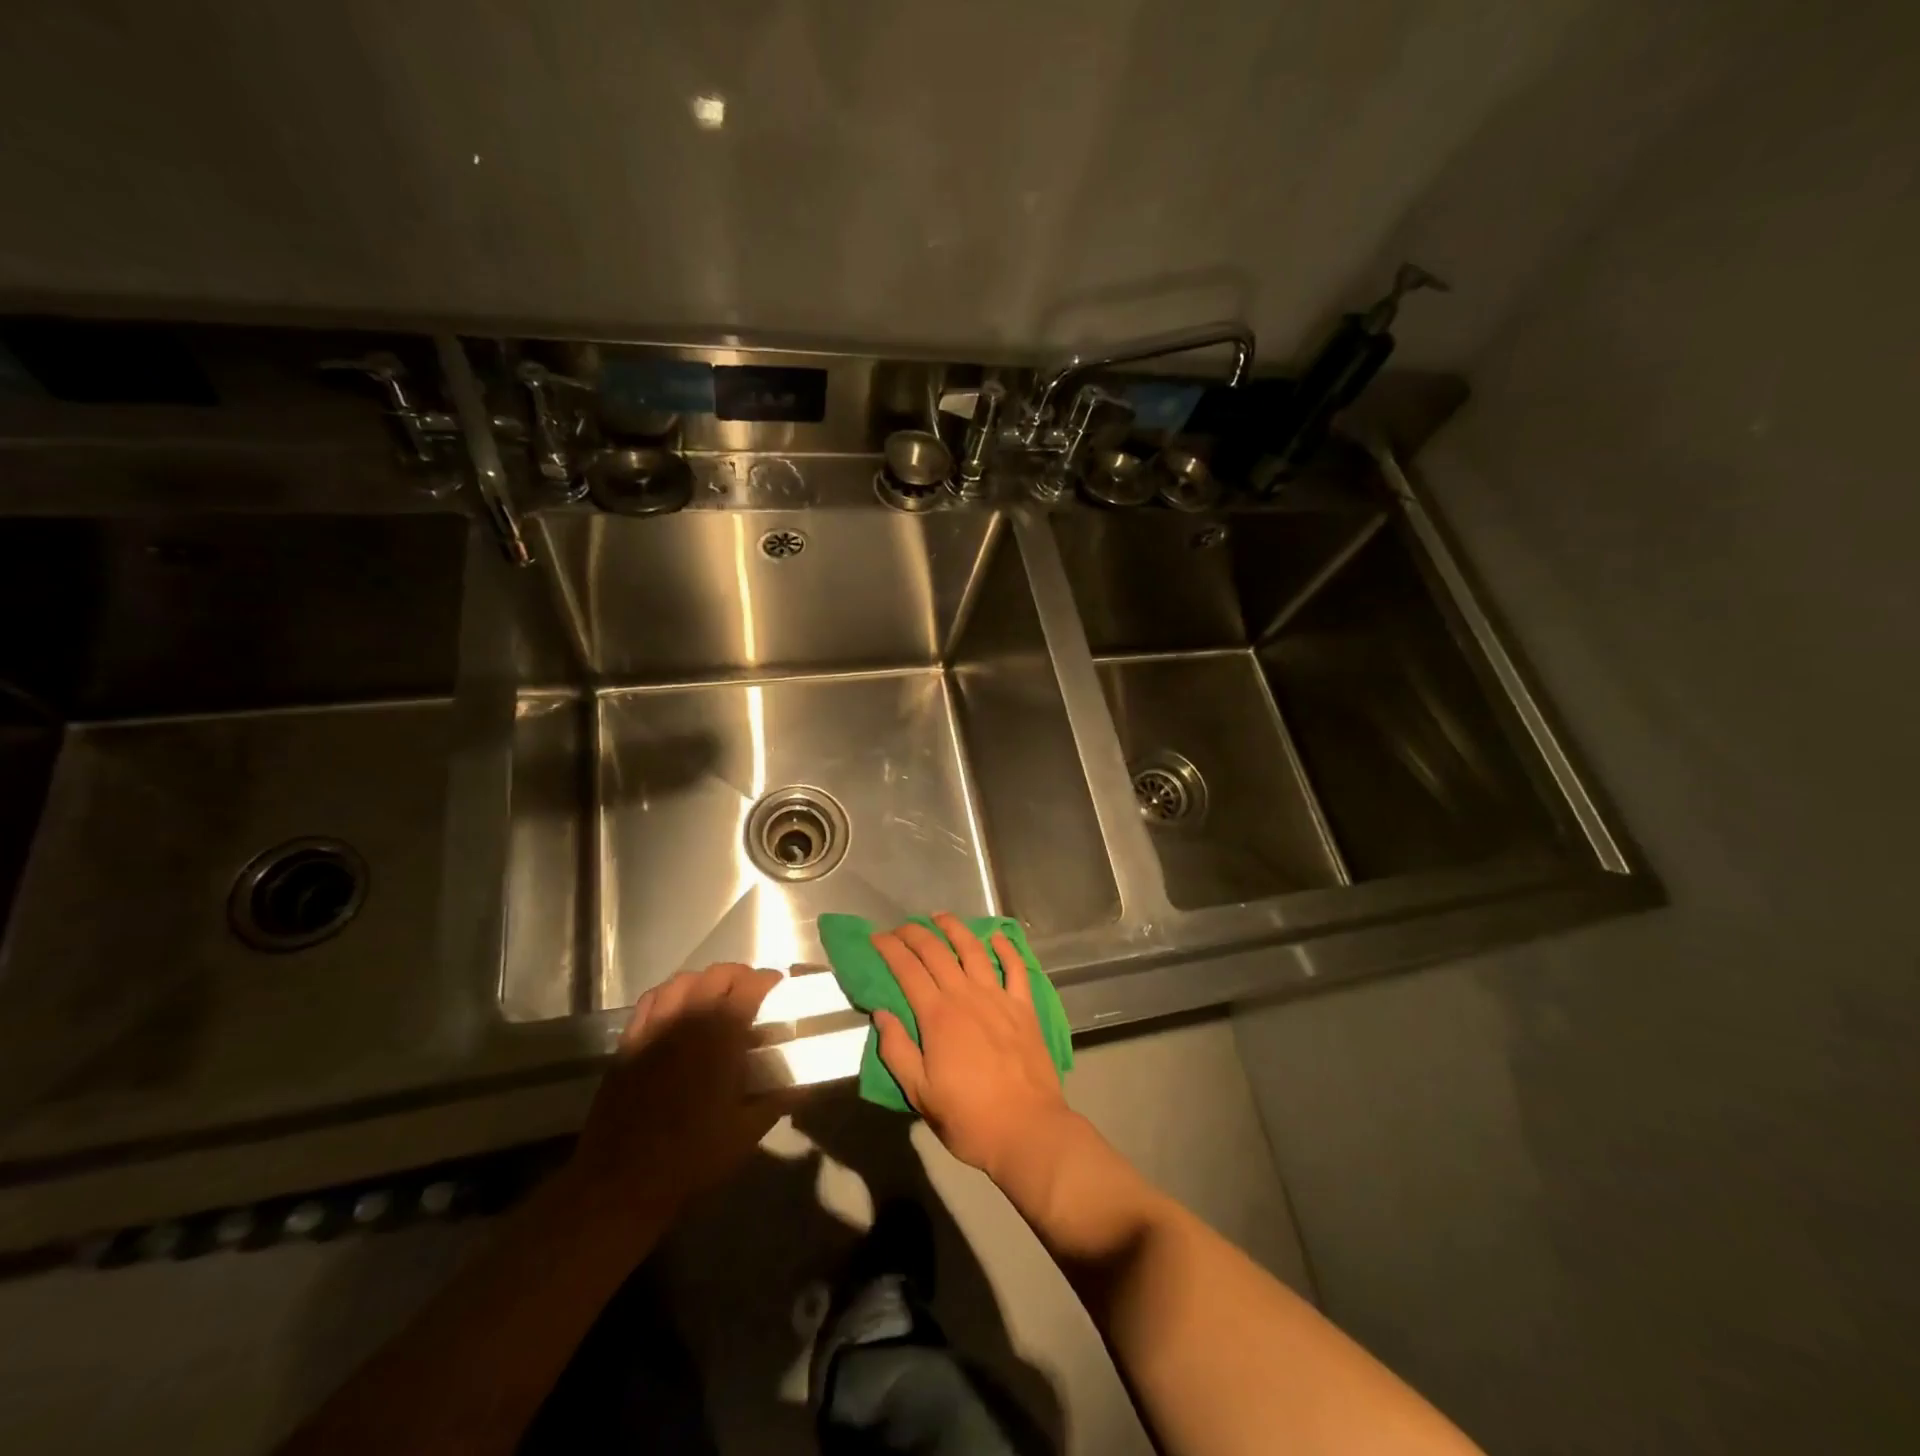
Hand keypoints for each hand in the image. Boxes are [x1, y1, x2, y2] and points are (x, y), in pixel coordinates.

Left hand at [569, 963, 793, 1220]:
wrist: (623, 1180)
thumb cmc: (692, 1155)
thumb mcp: (747, 1131)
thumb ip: (779, 1099)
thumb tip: (806, 1084)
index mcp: (721, 1034)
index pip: (750, 986)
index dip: (769, 981)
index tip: (780, 987)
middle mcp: (688, 1018)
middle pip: (717, 974)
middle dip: (740, 976)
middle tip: (753, 993)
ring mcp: (655, 1026)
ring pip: (684, 980)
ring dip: (706, 981)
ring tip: (717, 997)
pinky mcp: (630, 1040)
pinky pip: (653, 999)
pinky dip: (672, 993)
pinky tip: (679, 1009)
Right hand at [870, 913, 1076, 1183]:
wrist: (1027, 1129)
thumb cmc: (969, 1117)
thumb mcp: (920, 1093)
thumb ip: (897, 1050)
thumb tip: (882, 1013)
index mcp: (938, 1016)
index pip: (907, 970)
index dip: (890, 949)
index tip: (876, 937)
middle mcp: (966, 996)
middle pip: (937, 952)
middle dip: (915, 934)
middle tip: (901, 926)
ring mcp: (999, 998)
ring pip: (974, 950)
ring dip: (955, 929)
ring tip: (941, 917)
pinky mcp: (1024, 1007)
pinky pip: (1015, 968)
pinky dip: (1005, 948)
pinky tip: (996, 936)